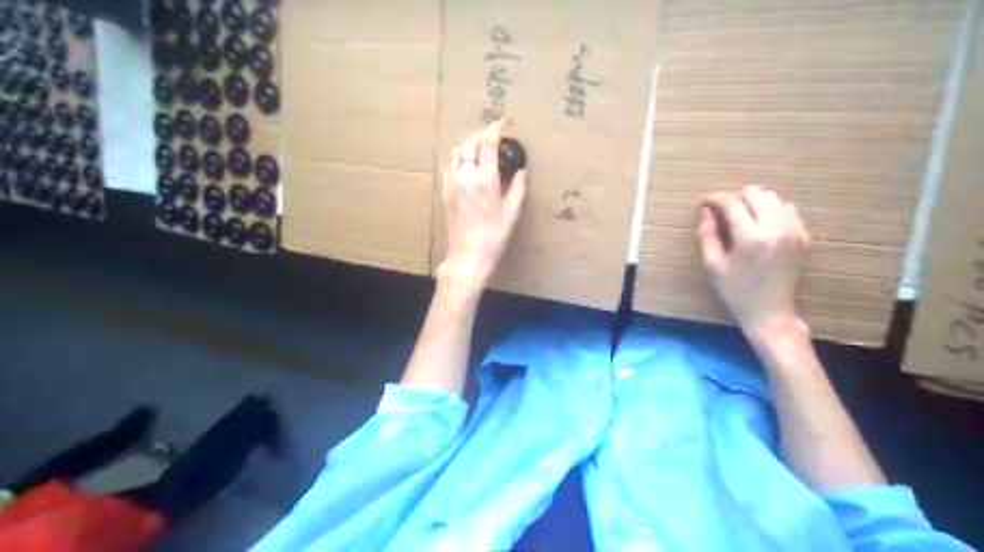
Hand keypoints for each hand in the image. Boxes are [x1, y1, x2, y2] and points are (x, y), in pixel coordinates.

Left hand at [441, 121, 525, 293]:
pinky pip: (448, 166)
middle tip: (493, 134)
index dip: (494, 130)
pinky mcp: (445, 192)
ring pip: (456, 152)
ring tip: (479, 147)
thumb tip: (522, 171)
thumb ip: (517, 188)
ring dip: (468, 144)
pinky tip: (466, 163)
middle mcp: (465, 177)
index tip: (502, 123)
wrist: (468, 257)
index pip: (487, 145)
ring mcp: (452, 184)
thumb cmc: (494, 237)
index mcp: (485, 181)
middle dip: (481, 134)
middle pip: (469, 144)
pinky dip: (457, 157)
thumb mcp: (512, 213)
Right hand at [695, 185, 810, 337]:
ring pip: (772, 198)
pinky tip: (760, 225)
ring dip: (754, 203)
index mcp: (750, 238)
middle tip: (723, 212)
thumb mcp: (713, 265)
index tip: (705, 202)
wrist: (770, 312)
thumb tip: (706, 210)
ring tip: (742, 217)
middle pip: (755, 193)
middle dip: (736, 198)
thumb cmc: (735, 291)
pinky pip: (787, 209)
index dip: (716, 199)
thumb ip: (707, 234)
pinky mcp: (803, 236)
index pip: (732, 203)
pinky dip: (771, 211)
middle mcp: (775, 229)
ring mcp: (793, 231)